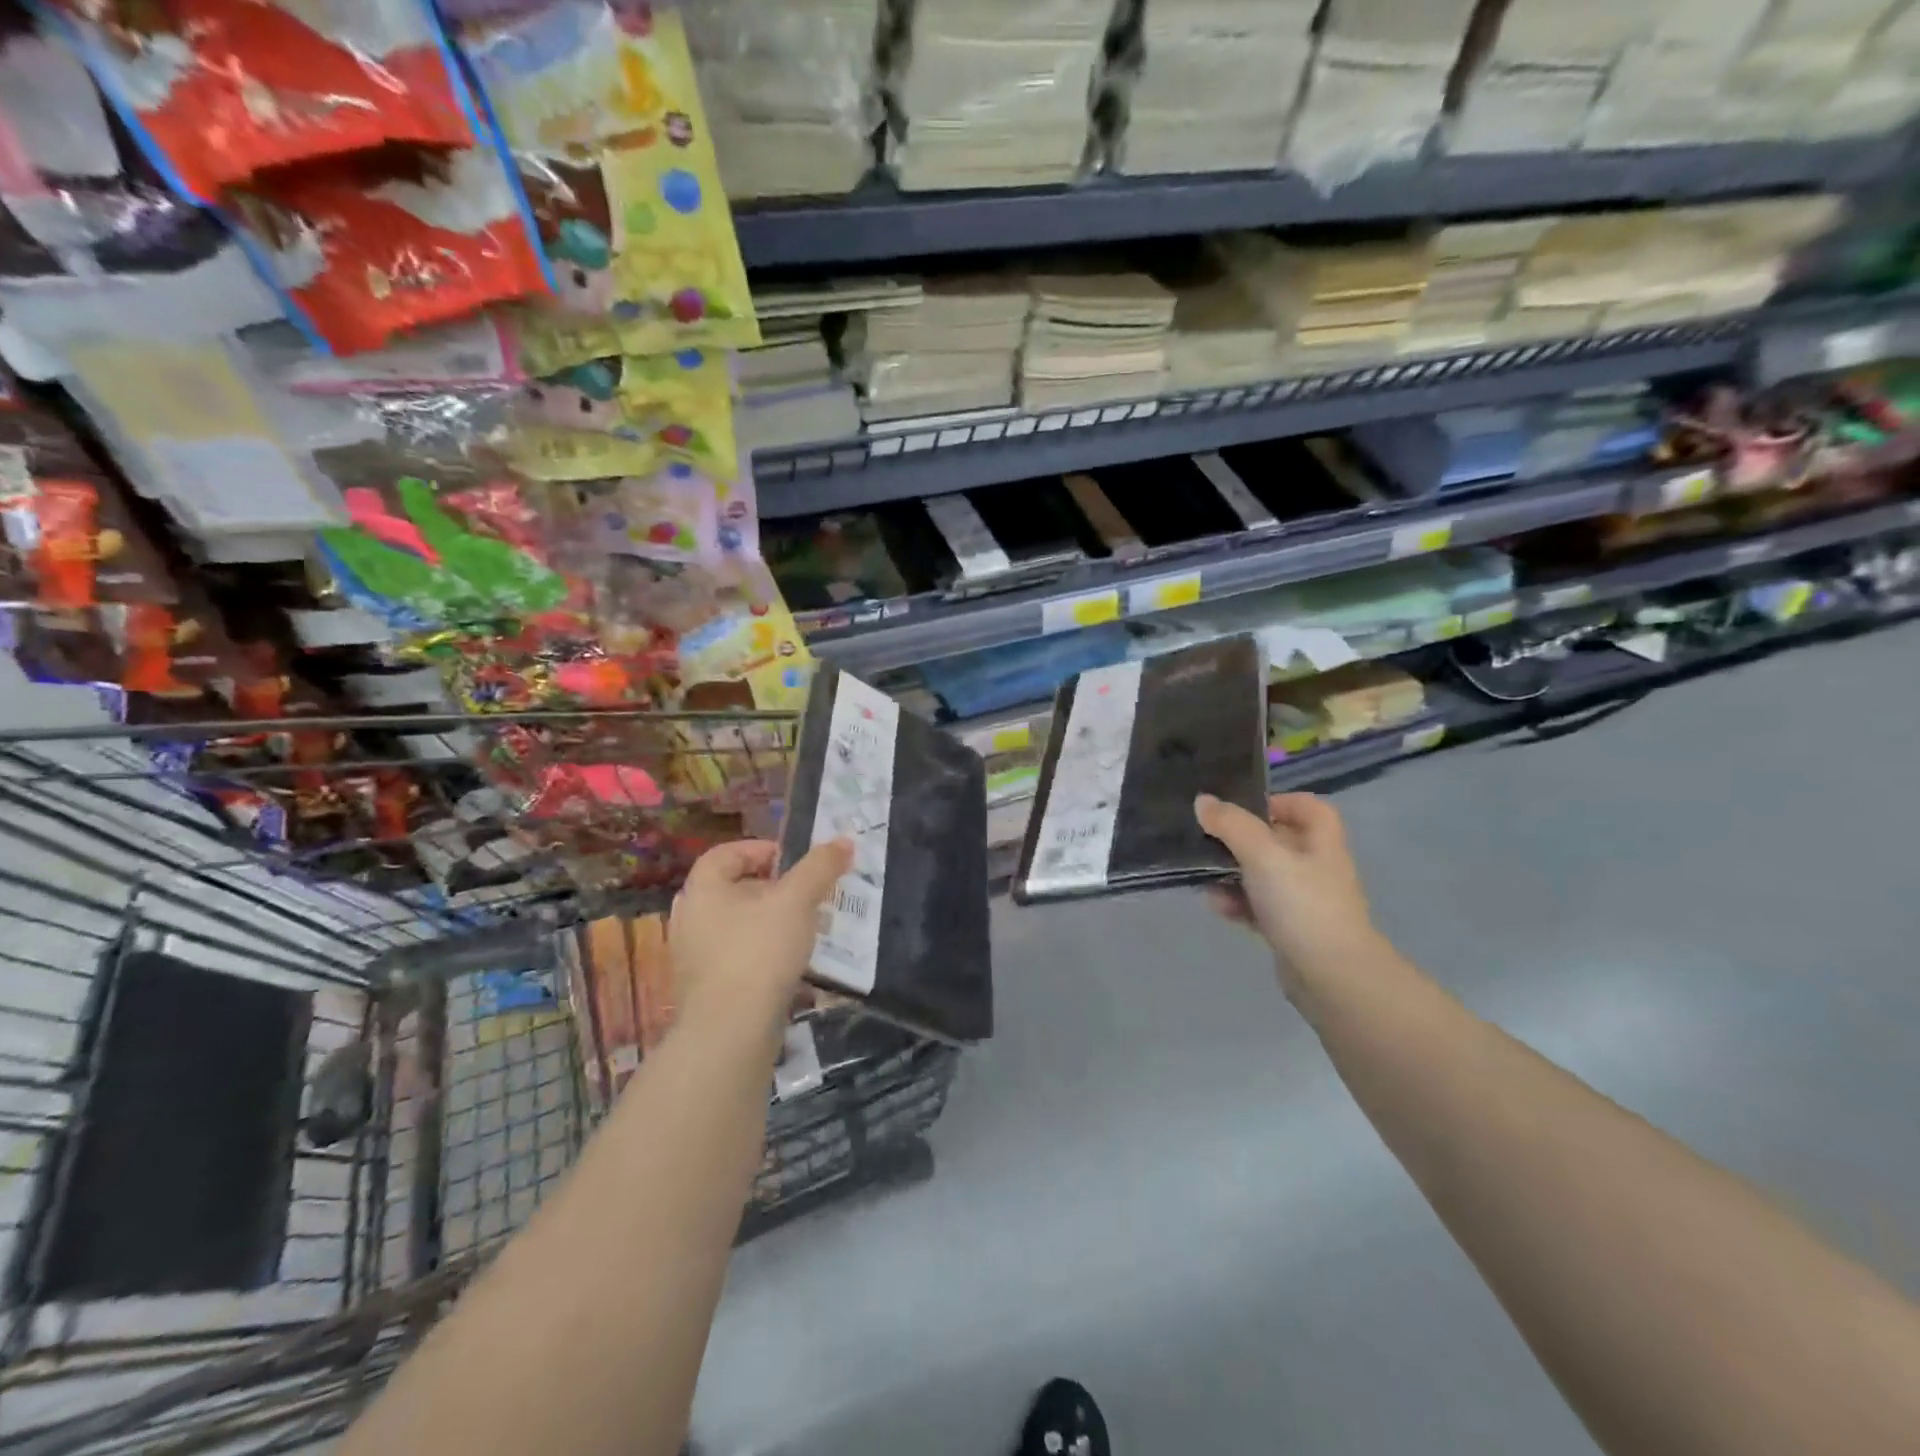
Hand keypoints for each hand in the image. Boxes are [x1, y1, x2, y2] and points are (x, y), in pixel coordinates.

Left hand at [667, 838, 851, 1038]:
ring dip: (770, 922)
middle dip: (772, 888)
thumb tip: (844, 841)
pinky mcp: (706, 989)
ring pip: (736, 925)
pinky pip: (737, 957)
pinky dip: (762, 953)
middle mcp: (690, 918)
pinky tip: (790, 964)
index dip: (761, 849)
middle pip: (732, 889)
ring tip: (804, 929)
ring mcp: (694, 957)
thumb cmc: (759, 952)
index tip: (794, 861)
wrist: (730, 1033)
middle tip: (805, 895)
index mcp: (702, 889)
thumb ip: (820, 868)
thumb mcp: (797, 901)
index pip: (726, 853)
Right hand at [1195, 792, 1378, 999]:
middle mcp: (1316, 867)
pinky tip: (1219, 908)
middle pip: (1278, 840)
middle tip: (1209, 841)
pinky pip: (1258, 906)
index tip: (1241, 808)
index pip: (1307, 807)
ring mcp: (1304, 900)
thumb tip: (1203, 801)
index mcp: (1321, 842)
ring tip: (1205, 878)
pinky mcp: (1290, 929)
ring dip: (1233, 874)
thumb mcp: (1263, 855)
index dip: (1277, 801)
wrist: (1332, 977)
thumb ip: (1232, 825)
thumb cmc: (1302, 905)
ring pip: (1263, 875)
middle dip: (1241, 840)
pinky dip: (1238, 904)